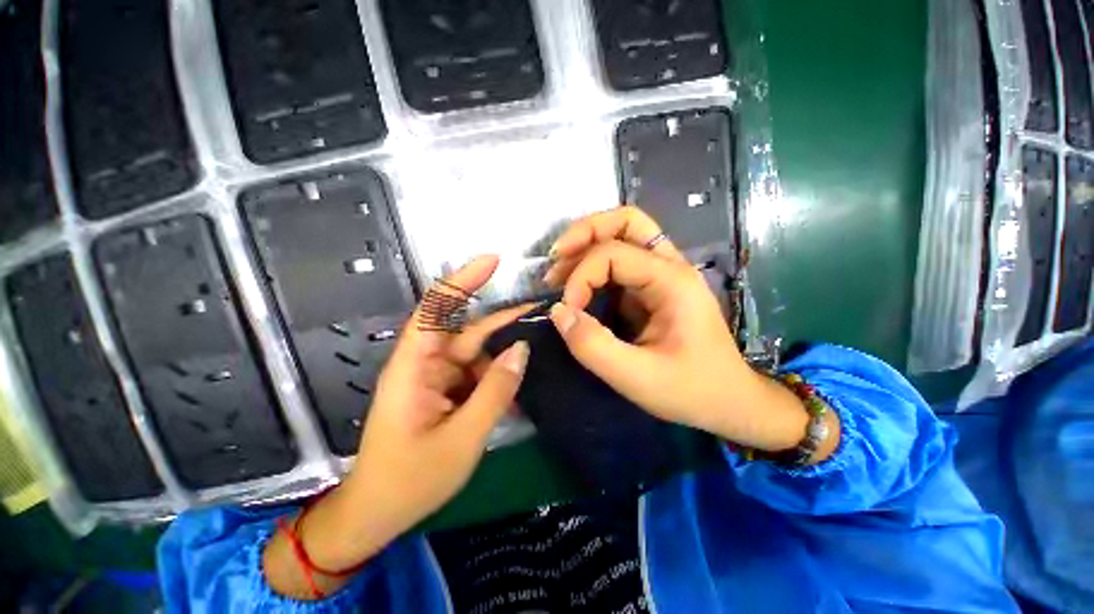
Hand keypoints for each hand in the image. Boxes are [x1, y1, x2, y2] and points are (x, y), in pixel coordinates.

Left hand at [264, 255, 530, 598]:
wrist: (377, 514)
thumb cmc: (410, 480)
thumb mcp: (462, 438)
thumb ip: (495, 391)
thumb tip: (522, 349)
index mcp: (415, 366)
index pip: (436, 307)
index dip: (463, 280)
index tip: (494, 261)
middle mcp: (425, 363)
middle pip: (467, 331)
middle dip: (502, 321)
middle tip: (538, 311)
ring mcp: (436, 378)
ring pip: (476, 355)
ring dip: (503, 358)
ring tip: (533, 361)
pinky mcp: (444, 391)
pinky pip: (476, 375)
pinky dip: (496, 379)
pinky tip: (515, 390)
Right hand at [543, 207, 832, 455]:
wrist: (730, 401)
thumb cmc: (691, 391)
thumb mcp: (637, 378)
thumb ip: (593, 346)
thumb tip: (558, 312)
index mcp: (672, 281)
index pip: (613, 253)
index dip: (581, 276)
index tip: (567, 310)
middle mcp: (670, 266)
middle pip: (626, 221)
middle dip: (585, 233)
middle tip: (555, 257)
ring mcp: (663, 275)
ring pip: (623, 235)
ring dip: (587, 246)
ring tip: (559, 271)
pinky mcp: (654, 288)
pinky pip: (621, 263)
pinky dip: (595, 266)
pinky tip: (579, 286)